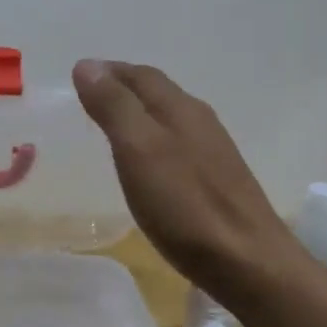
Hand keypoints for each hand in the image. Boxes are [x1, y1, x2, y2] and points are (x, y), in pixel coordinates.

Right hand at [72, 59, 307, 305]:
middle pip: (157, 92)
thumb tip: (86, 66)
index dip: (108, 72)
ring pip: (169, 118)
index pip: (140, 75)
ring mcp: (213, 152)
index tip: (78, 75)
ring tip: (112, 127)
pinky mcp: (218, 181)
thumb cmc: (186, 205)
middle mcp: (200, 121)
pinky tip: (147, 164)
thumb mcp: (139, 151)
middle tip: (91, 97)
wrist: (247, 261)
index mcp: (179, 108)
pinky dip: (154, 142)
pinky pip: (178, 146)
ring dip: (139, 115)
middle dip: (124, 89)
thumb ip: (114, 107)